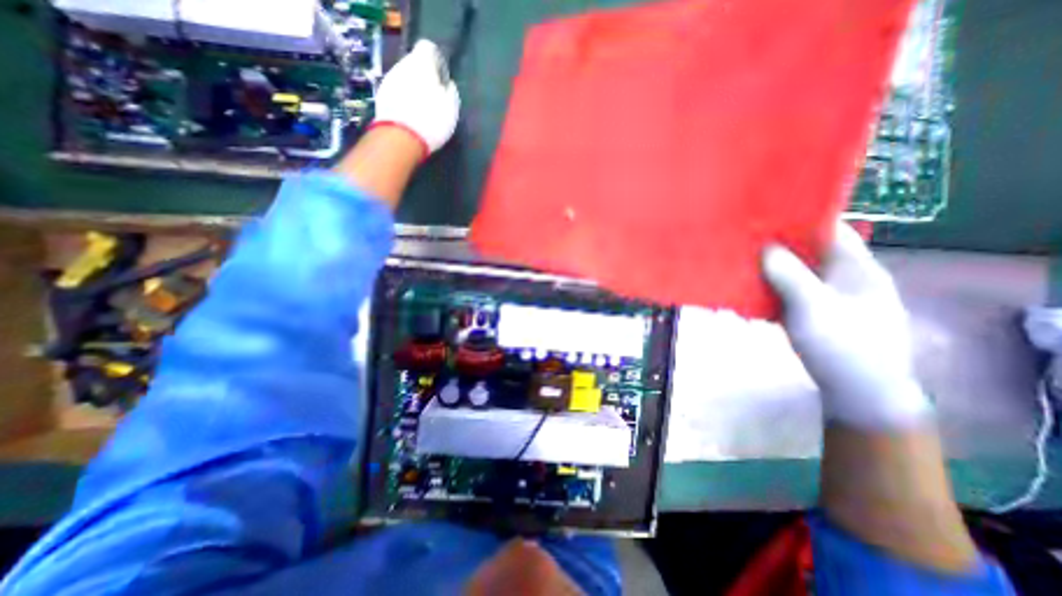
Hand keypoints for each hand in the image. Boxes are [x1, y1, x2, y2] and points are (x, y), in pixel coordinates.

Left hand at [370, 40, 457, 155]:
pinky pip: (396, 92)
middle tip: (433, 98)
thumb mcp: (451, 108)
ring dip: (412, 88)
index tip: (442, 79)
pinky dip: (403, 99)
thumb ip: (450, 91)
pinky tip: (410, 116)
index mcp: (422, 64)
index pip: (428, 48)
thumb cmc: (431, 121)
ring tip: (421, 110)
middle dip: (423, 77)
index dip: (436, 61)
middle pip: (414, 64)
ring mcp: (389, 79)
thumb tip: (447, 85)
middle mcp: (402, 65)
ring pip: (404, 77)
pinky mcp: (381, 95)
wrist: (401, 139)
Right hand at [765, 222, 931, 431]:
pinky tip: (749, 292)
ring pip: (796, 273)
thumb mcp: (814, 309)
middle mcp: (844, 278)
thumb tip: (767, 247)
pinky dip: (770, 289)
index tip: (766, 214)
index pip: (831, 230)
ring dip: (770, 269)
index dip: (801, 219)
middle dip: (778, 245)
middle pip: (809, 251)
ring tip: (740, 264)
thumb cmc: (843, 348)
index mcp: (857, 269)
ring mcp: (829, 297)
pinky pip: (789, 293)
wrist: (860, 395)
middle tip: (744, 241)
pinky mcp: (815, 314)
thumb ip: (790, 276)